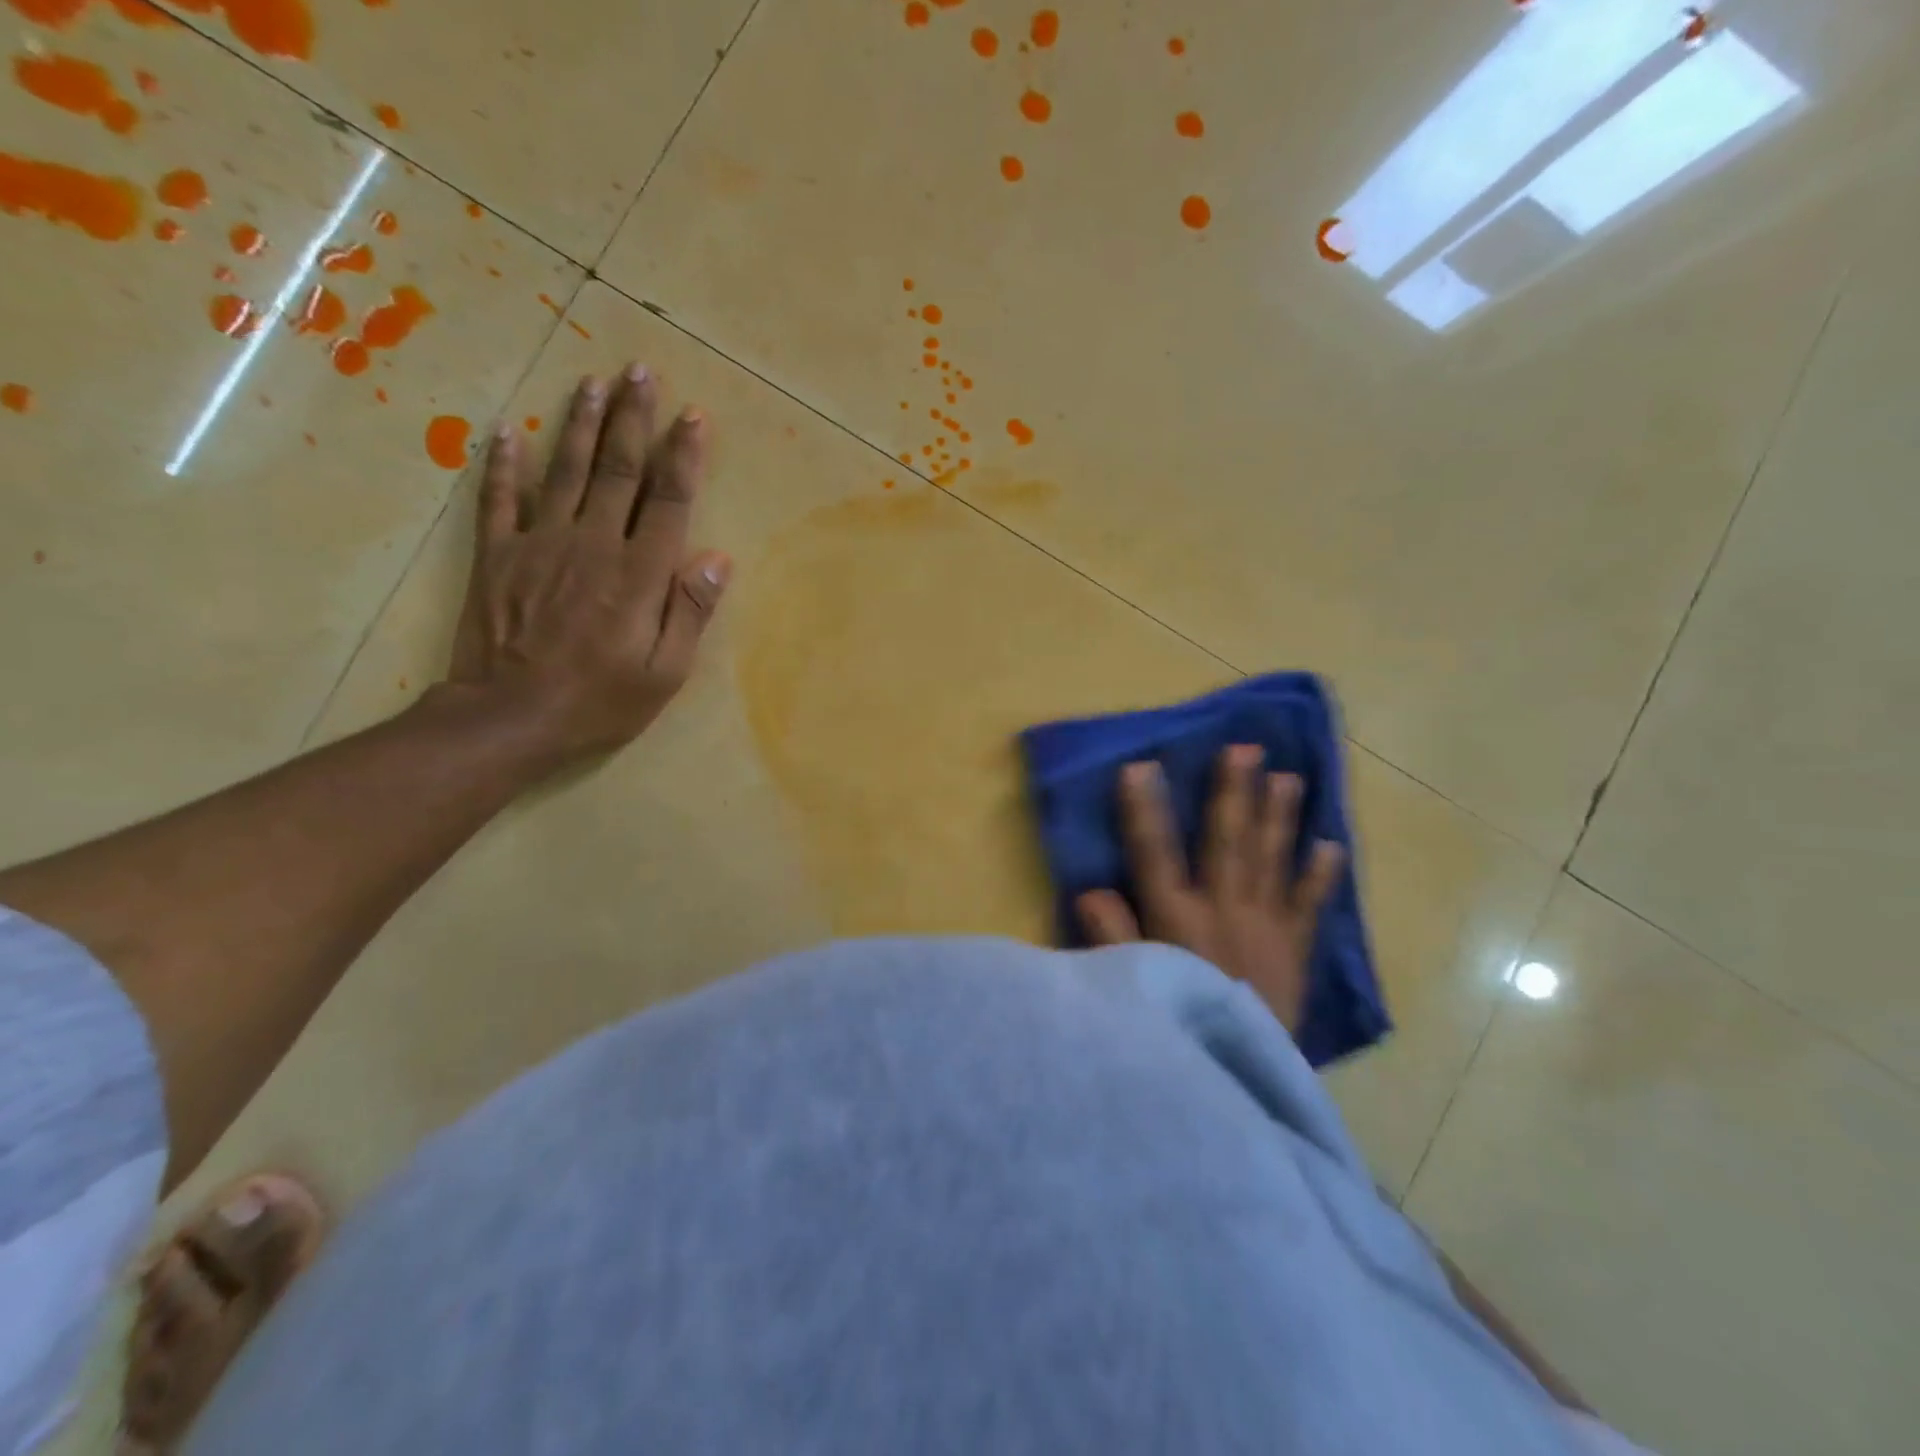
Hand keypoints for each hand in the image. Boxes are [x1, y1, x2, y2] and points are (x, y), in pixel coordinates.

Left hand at [445, 364, 730, 768]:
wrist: (509, 718)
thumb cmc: (600, 701)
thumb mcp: (664, 673)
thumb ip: (689, 612)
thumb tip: (717, 557)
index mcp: (638, 574)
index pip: (667, 501)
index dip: (683, 456)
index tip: (693, 416)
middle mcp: (592, 544)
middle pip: (617, 470)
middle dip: (632, 419)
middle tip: (640, 372)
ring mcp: (539, 544)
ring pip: (564, 471)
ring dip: (581, 424)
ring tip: (592, 382)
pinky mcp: (497, 556)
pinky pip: (500, 500)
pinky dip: (504, 464)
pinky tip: (508, 432)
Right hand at [1075, 746, 1344, 1031]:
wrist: (1239, 1081)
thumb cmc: (1174, 1024)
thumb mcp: (1128, 983)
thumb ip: (1110, 935)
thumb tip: (1091, 889)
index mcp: (1176, 918)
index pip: (1154, 853)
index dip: (1144, 809)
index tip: (1140, 765)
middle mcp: (1223, 911)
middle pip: (1227, 842)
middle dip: (1232, 793)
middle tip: (1245, 748)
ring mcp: (1266, 927)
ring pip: (1271, 860)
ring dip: (1278, 817)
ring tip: (1288, 777)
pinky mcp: (1295, 950)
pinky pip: (1309, 906)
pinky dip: (1321, 876)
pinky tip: (1332, 845)